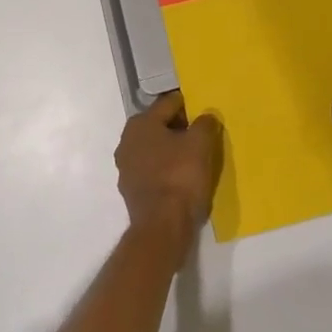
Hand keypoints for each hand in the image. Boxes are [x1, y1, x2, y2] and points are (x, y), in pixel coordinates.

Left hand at [116, 92, 221, 243]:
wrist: (162, 227)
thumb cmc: (180, 177)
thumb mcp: (200, 144)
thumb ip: (204, 123)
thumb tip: (205, 116)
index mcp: (141, 122)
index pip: (170, 103)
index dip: (190, 107)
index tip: (206, 116)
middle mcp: (127, 140)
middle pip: (160, 125)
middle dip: (180, 129)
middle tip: (202, 138)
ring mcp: (126, 167)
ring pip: (155, 149)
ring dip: (172, 150)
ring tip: (194, 159)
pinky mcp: (131, 190)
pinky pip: (152, 170)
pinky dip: (165, 170)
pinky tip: (181, 179)